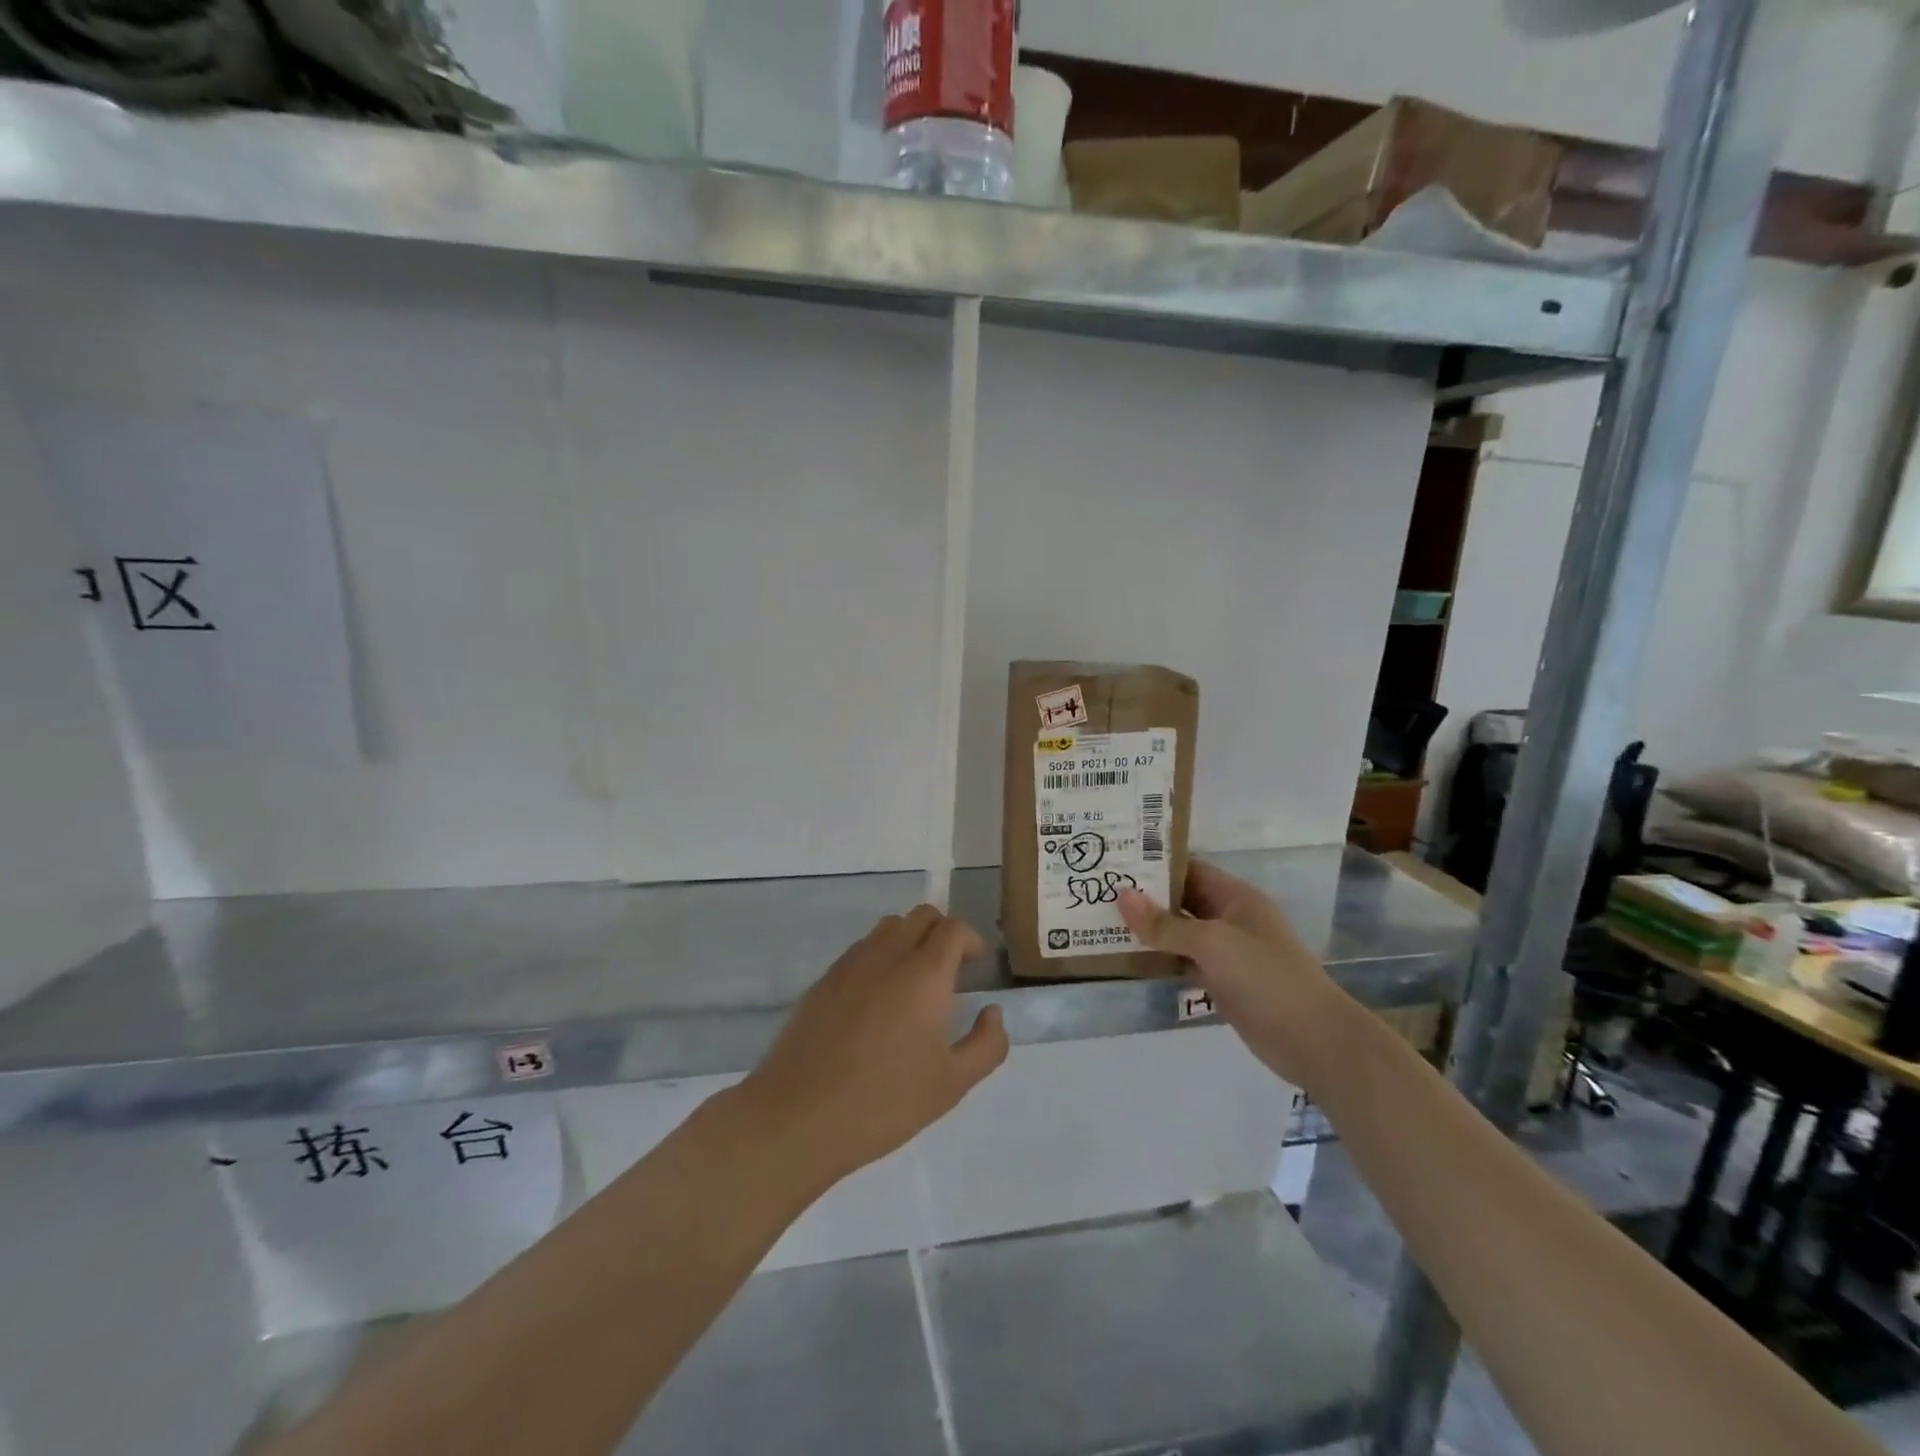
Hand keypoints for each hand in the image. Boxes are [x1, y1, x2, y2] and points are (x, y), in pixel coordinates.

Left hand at [737, 905, 1008, 1185]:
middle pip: (922, 916)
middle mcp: (888, 956)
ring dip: (909, 940)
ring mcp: (850, 964)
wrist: (799, 1116)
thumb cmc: (884, 1102)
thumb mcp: (952, 1085)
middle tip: (950, 971)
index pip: (953, 928)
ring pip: (888, 927)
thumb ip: (986, 1045)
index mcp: (924, 974)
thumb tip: (992, 1013)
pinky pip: (860, 949)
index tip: (976, 967)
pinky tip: (876, 1001)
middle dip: (943, 933)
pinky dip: (879, 957)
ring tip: (913, 982)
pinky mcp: (823, 980)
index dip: (971, 940)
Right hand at [1119, 861, 1347, 1086]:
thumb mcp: (1212, 943)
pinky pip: (1185, 962)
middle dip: (1145, 898)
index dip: (1154, 865)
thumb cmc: (1265, 977)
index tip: (1114, 862)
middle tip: (1099, 893)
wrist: (1313, 1040)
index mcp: (1235, 897)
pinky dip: (1161, 960)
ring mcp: (1227, 952)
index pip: (1188, 869)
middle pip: (1181, 900)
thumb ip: (1165, 924)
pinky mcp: (1223, 982)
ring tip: (1103, 922)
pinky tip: (1129, 959)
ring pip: (1180, 933)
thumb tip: (1121, 895)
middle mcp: (1230, 918)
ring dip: (1149, 930)